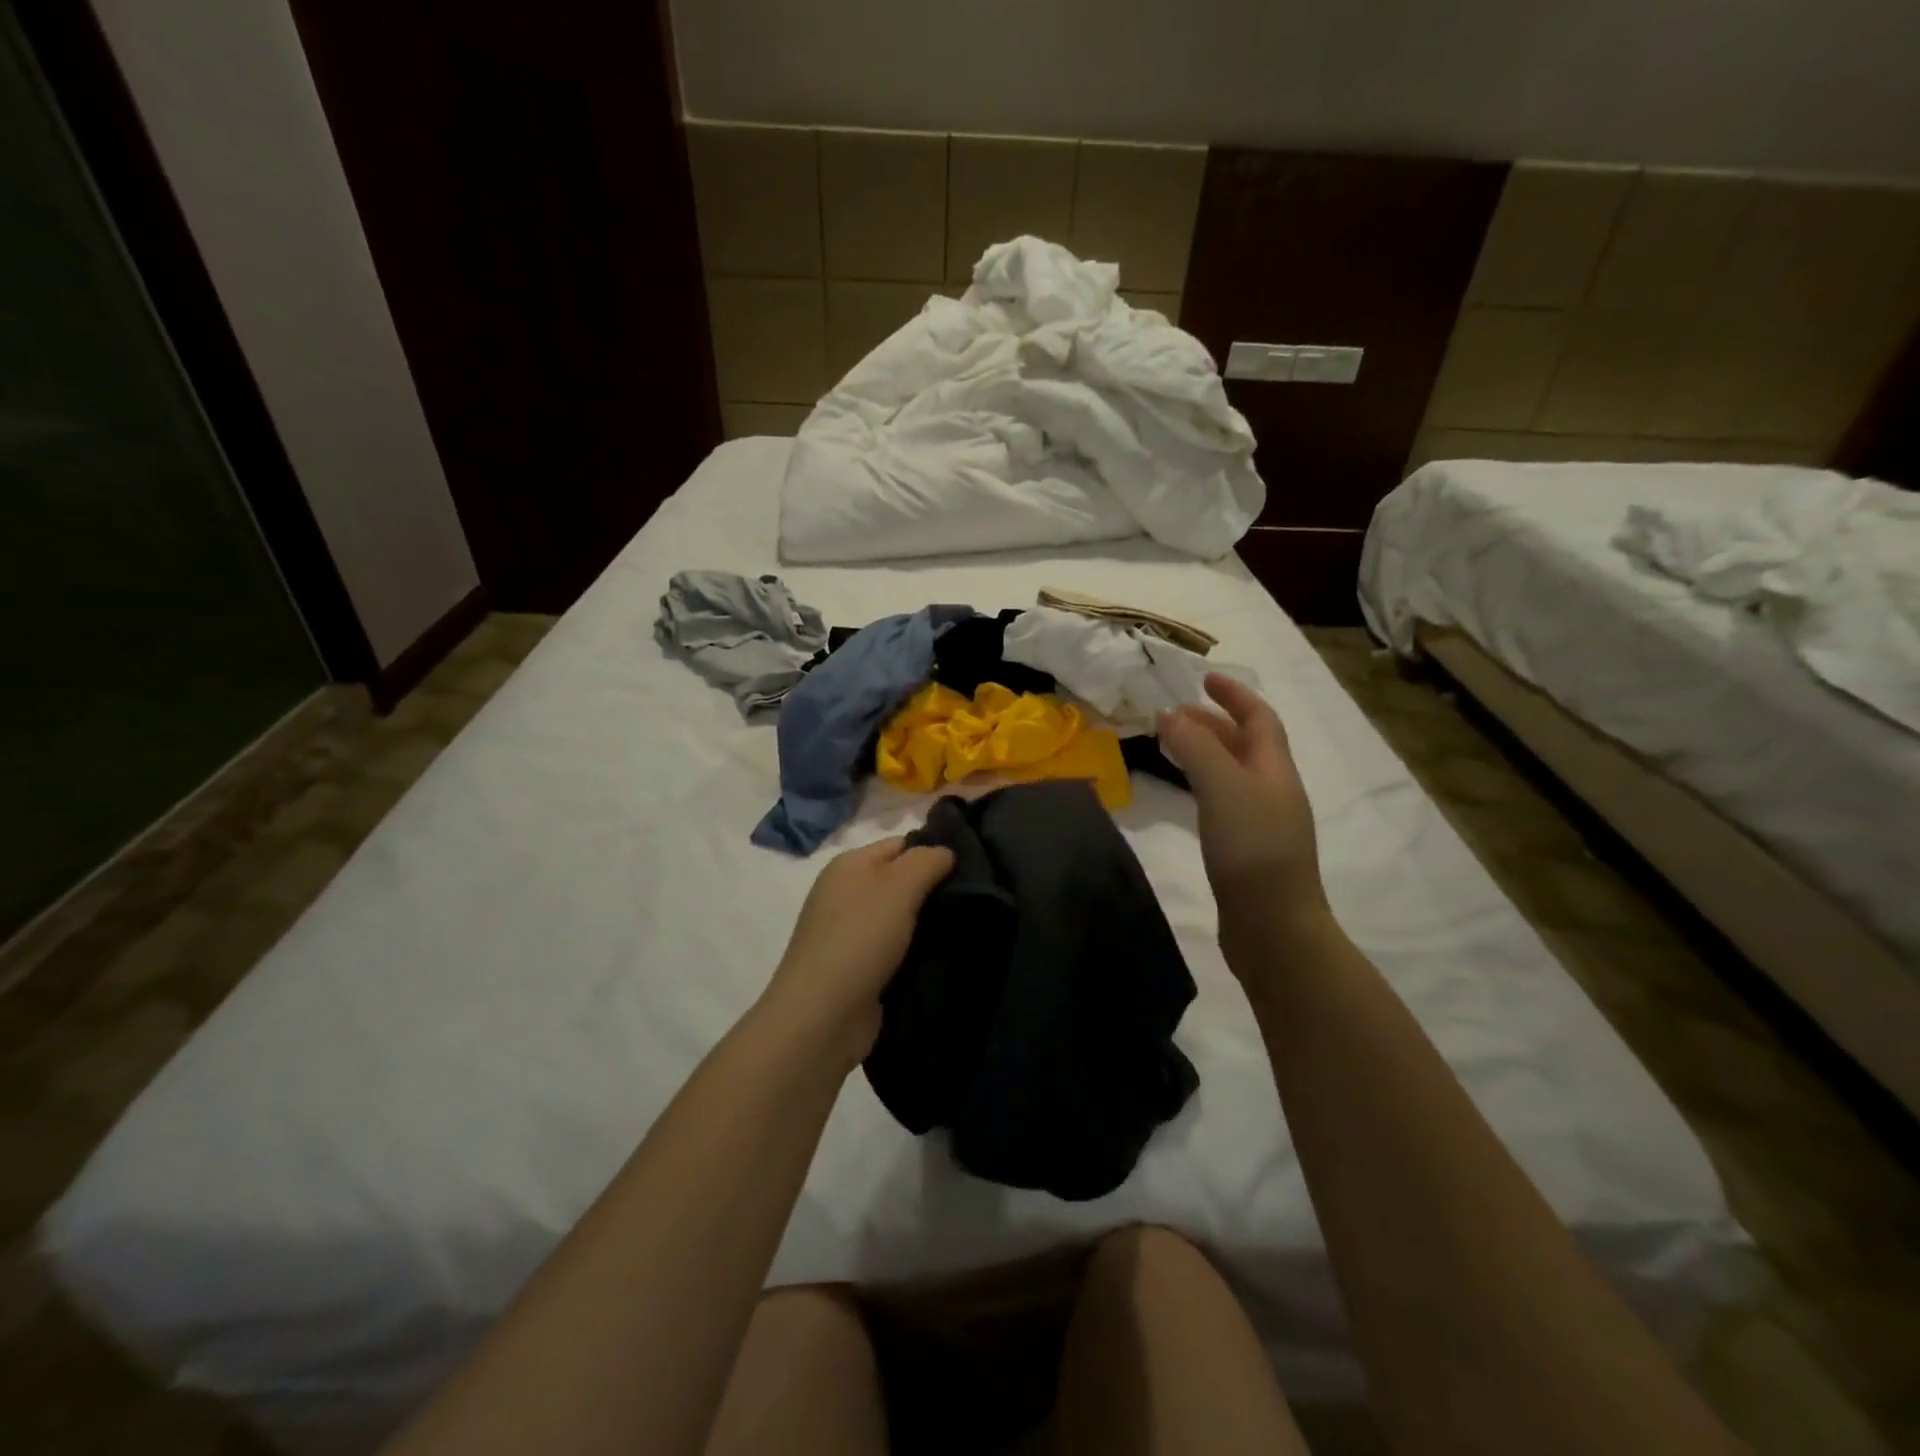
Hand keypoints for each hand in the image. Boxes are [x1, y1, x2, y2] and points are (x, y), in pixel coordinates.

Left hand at [759, 837, 955, 1066]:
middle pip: (902, 880)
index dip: (935, 851)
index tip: (974, 867)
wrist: (823, 1016)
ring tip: (970, 927)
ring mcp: (850, 933)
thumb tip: (946, 852)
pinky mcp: (859, 967)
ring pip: (902, 917)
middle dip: (935, 889)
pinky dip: (917, 951)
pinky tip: (945, 956)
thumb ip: (927, 860)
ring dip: (930, 924)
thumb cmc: (860, 938)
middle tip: (978, 898)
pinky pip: (897, 948)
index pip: (902, 844)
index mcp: (850, 864)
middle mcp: (846, 893)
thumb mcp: (898, 886)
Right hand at [1160, 674, 1330, 959]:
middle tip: (1173, 714)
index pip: (1259, 718)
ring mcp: (1262, 821)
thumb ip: (1195, 746)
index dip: (1234, 695)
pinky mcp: (1246, 849)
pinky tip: (1185, 792)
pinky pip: (1223, 799)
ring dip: (1205, 751)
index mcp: (1275, 769)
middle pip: (1245, 744)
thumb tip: (1168, 714)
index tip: (1204, 679)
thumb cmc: (1252, 848)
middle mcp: (1273, 790)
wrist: (1273, 926)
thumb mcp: (1222, 786)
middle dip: (1213, 722)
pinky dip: (1202, 783)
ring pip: (1232, 772)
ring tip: (1171, 745)